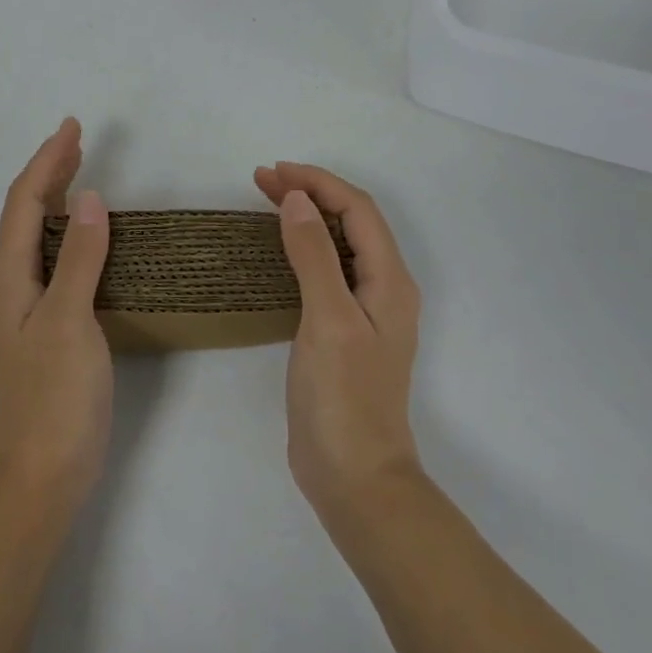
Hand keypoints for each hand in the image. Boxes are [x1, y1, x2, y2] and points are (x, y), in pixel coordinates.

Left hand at [0, 118, 112, 514]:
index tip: (72, 127)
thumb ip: (80, 258)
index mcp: (9, 274)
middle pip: (26, 212)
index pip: (25, 201)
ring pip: (37, 234)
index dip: (47, 160)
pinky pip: (52, 257)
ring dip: (57, 196)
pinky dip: (68, 230)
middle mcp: (10, 283)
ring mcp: (25, 305)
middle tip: (77, 139)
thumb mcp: (69, 320)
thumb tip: (92, 198)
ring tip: (79, 170)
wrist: (40, 475)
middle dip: (49, 171)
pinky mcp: (44, 324)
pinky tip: (86, 235)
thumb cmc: (53, 396)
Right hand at [254, 162, 422, 517]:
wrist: (355, 480)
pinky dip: (304, 245)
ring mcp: (366, 311)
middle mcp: (384, 288)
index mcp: (390, 281)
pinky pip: (328, 269)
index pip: (357, 210)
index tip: (274, 173)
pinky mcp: (345, 330)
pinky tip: (282, 248)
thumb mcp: (327, 319)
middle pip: (351, 221)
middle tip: (262, 180)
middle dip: (310, 192)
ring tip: (268, 200)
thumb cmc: (344, 397)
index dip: (318, 183)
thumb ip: (314, 255)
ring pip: (339, 243)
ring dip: (308, 215)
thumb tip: (297, 199)